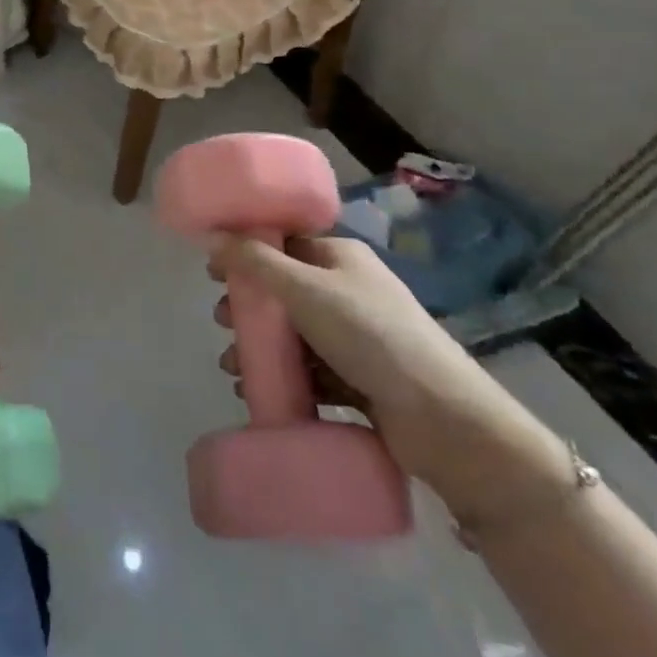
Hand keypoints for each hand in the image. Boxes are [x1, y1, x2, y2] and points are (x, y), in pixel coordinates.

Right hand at [210, 234, 564, 522]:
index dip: (247, 253)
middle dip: (250, 308)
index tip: (214, 273)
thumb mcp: (304, 289)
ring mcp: (357, 338)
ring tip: (233, 369)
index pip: (285, 244)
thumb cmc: (370, 335)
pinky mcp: (361, 382)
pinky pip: (310, 373)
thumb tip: (213, 236)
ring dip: (261, 348)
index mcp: (341, 258)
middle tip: (223, 323)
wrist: (444, 420)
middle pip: (285, 292)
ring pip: (295, 336)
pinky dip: (283, 379)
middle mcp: (349, 291)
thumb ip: (255, 262)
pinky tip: (258, 392)